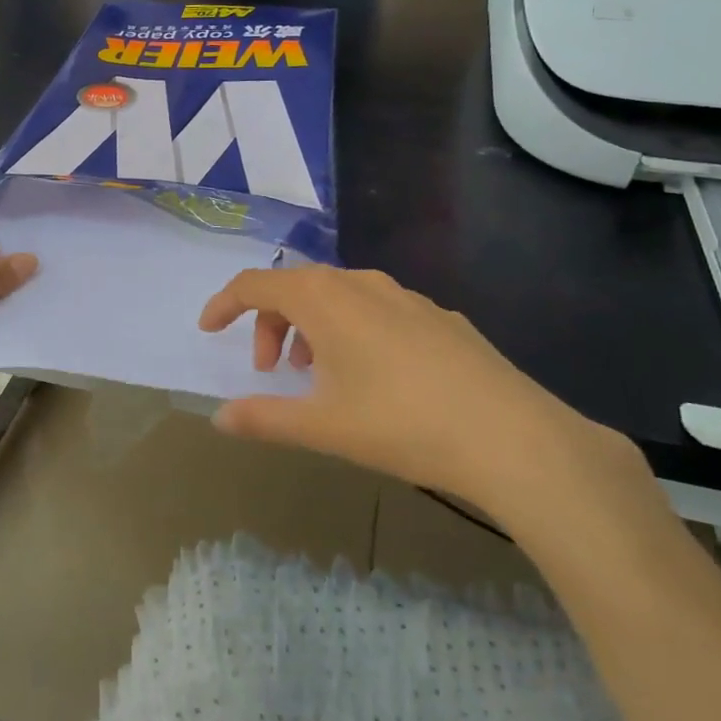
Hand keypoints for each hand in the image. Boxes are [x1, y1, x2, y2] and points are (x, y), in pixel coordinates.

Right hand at [198, 266, 658, 541]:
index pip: (256, 284)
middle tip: (271, 371)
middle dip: (270, 323)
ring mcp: (406, 296)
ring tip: (318, 375)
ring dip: (312, 328)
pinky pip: (378, 310)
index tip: (208, 331)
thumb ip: (263, 418)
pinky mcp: (439, 317)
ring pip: (340, 297)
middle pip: (296, 287)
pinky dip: (353, 331)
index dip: (225, 304)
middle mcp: (361, 283)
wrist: (512, 437)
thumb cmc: (401, 424)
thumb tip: (220, 417)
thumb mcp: (322, 427)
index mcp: (324, 298)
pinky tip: (375, 377)